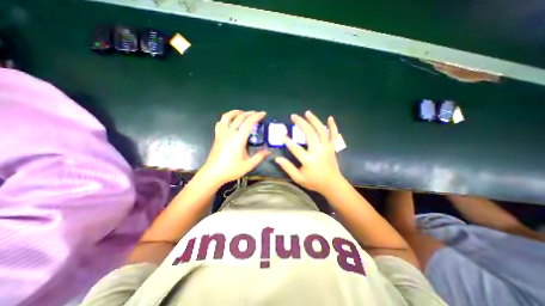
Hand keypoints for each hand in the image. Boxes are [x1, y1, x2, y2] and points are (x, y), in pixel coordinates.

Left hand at [200, 110, 268, 186]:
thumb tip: (268, 151)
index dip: (257, 116)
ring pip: (227, 117)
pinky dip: (226, 118)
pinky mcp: (217, 136)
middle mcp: (230, 133)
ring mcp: (222, 133)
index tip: (263, 113)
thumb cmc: (231, 169)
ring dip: (236, 112)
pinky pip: (220, 123)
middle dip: (249, 113)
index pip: (249, 123)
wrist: (213, 174)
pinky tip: (230, 121)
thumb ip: (259, 157)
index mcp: (238, 139)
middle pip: (240, 117)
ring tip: (243, 113)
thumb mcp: (248, 165)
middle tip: (257, 113)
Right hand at [274, 111, 341, 193]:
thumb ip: (288, 168)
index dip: (288, 141)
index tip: (282, 136)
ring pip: (321, 131)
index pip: (296, 149)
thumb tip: (277, 159)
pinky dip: (333, 126)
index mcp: (309, 161)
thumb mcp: (298, 178)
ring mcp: (327, 148)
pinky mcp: (332, 147)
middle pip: (310, 134)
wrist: (332, 184)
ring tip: (307, 113)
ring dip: (314, 120)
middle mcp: (318, 151)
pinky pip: (334, 135)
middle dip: (301, 123)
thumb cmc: (314, 182)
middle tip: (293, 116)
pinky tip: (330, 117)